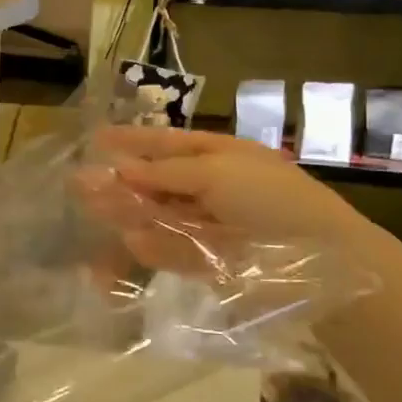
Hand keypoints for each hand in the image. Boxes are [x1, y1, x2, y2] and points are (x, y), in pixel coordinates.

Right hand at [84, 125, 370, 257]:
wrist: (321, 257)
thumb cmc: (270, 199)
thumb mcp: (217, 172)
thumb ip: (166, 171)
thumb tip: (122, 167)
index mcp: (220, 156)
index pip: (167, 143)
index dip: (133, 140)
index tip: (97, 139)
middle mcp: (213, 188)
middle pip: (158, 182)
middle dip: (121, 182)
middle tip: (79, 184)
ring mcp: (212, 225)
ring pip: (160, 216)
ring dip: (129, 213)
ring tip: (93, 212)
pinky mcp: (212, 261)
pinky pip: (174, 251)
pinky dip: (153, 248)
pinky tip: (129, 243)